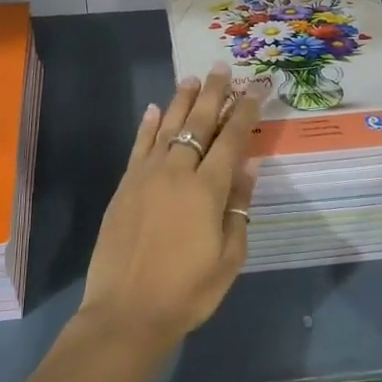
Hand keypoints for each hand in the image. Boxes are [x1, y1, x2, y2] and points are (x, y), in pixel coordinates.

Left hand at [80, 66, 261, 348]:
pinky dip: (148, 125)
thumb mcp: (229, 258)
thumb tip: (247, 166)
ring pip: (167, 127)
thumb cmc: (187, 292)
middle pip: (198, 123)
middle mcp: (176, 172)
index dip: (245, 112)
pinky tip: (155, 109)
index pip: (231, 140)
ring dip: (182, 101)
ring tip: (192, 79)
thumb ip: (238, 208)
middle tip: (222, 69)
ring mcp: (146, 176)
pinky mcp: (125, 186)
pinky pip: (139, 146)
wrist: (126, 313)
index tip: (256, 88)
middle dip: (214, 94)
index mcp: (207, 190)